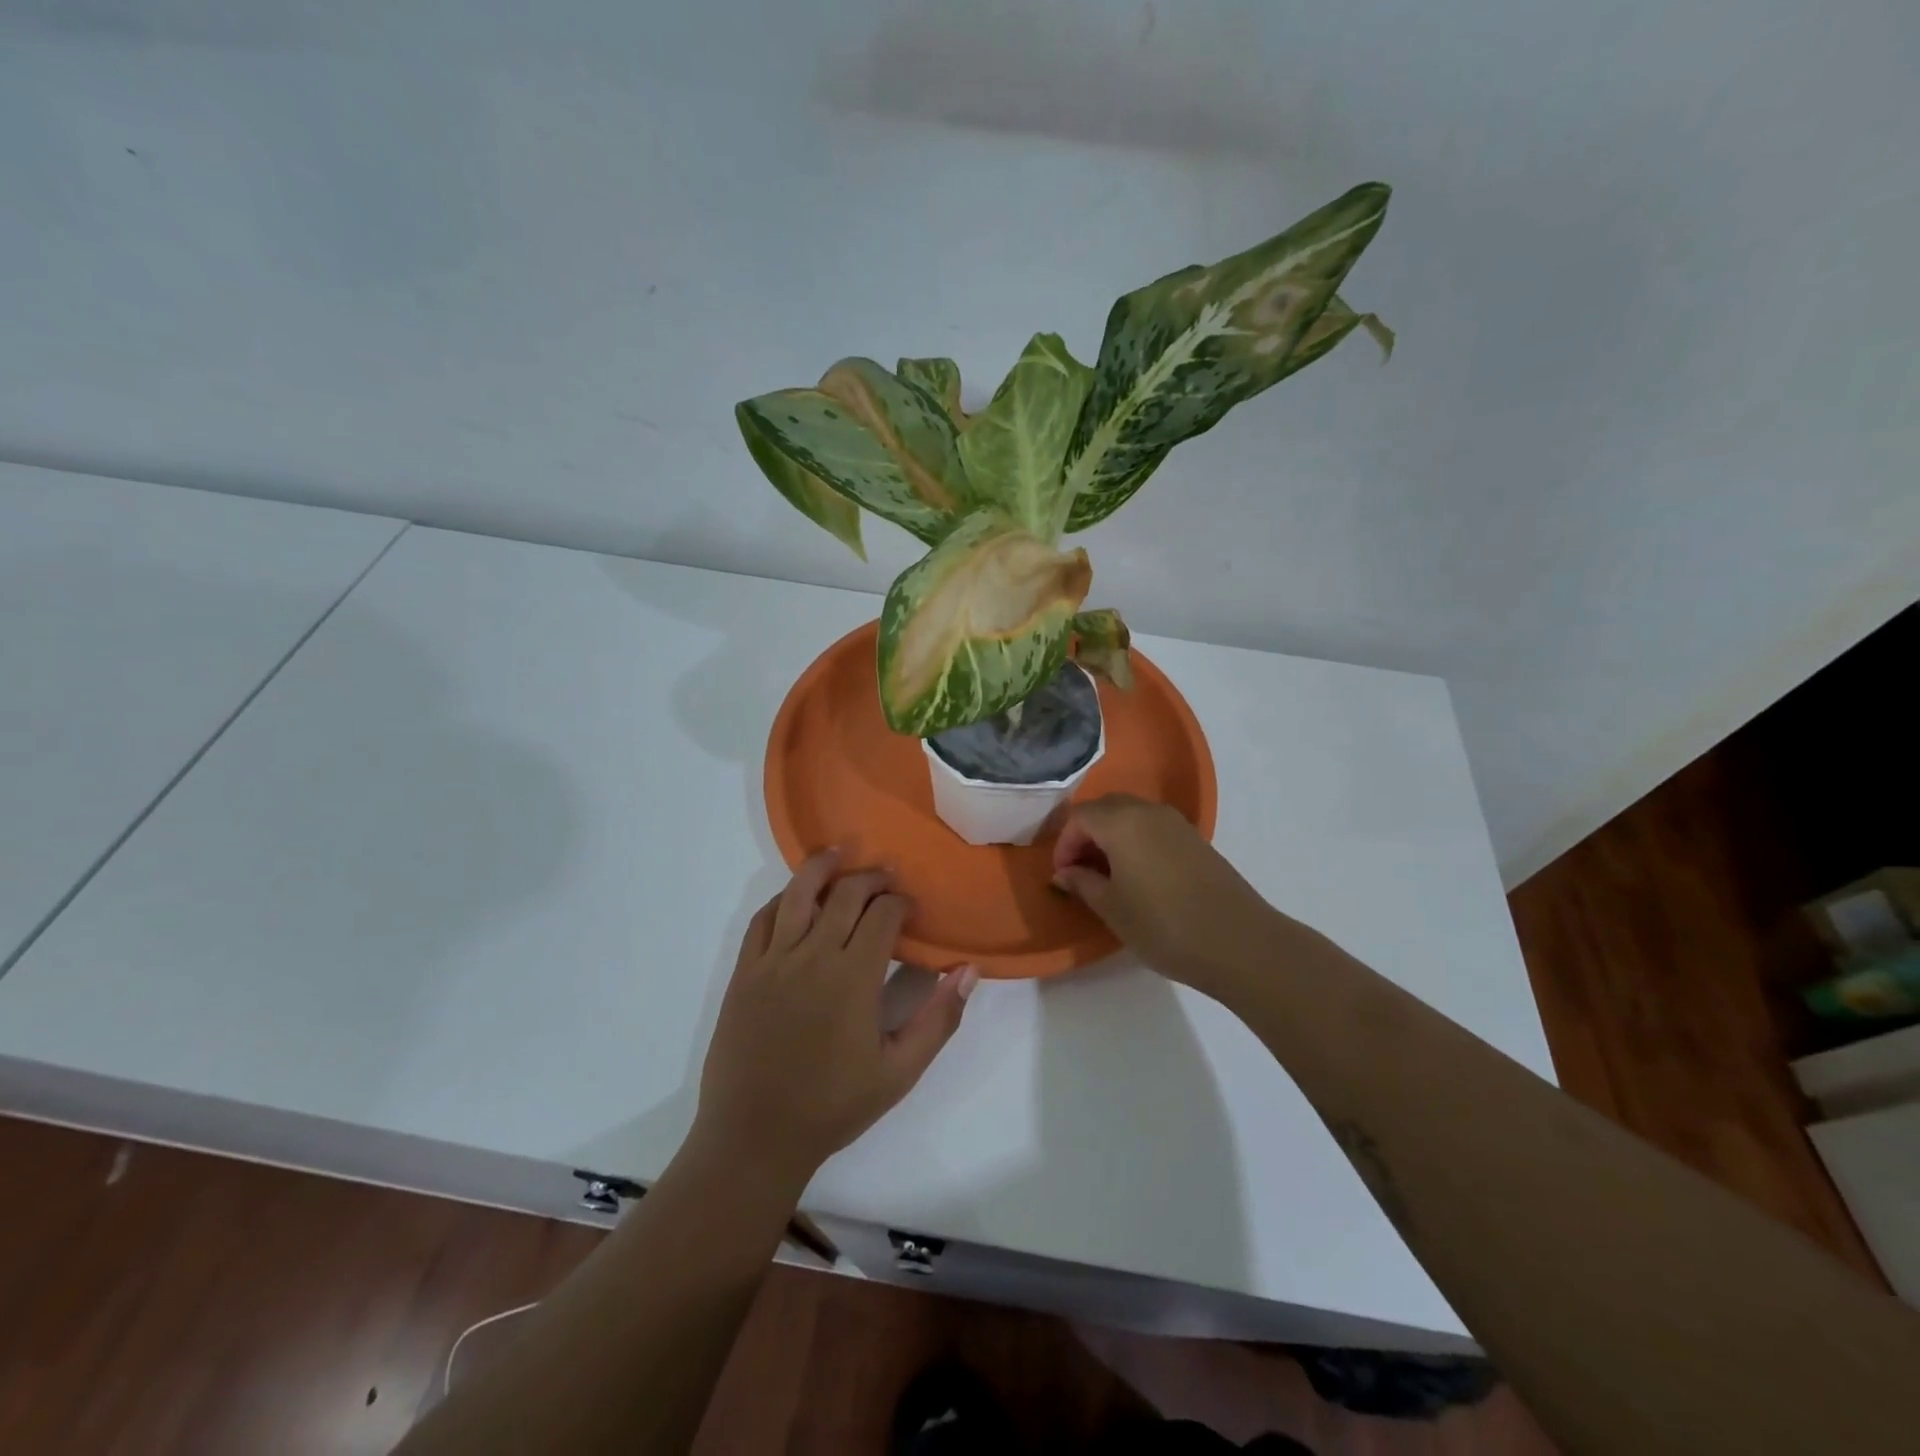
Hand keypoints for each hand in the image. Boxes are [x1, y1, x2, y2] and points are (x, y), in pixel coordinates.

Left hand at [693, 852, 977, 1192]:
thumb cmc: (833, 1106)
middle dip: (871, 878)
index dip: (901, 902)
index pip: (883, 915)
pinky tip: (795, 896)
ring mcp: (773, 961)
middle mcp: (813, 955)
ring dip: (822, 867)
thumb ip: (939, 1019)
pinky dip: (782, 899)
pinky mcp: (745, 972)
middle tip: (886, 876)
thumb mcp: (900, 1072)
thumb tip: (969, 970)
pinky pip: (763, 919)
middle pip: (845, 894)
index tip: (910, 906)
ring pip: (798, 893)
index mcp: (854, 977)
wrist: (754, 1137)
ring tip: (840, 852)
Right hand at [1051, 794, 1278, 997]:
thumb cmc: (1164, 926)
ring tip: (1108, 876)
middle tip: (1081, 872)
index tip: (1063, 876)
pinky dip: (1136, 842)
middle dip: (1086, 835)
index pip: (1080, 817)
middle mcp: (1148, 812)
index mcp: (1121, 822)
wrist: (1238, 942)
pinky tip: (1140, 877)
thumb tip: (1065, 872)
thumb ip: (1083, 883)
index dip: (1064, 844)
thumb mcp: (1112, 909)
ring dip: (1112, 837)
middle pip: (1106, 808)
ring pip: (1131, 816)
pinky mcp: (1196, 839)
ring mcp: (1176, 823)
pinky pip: (1154, 828)